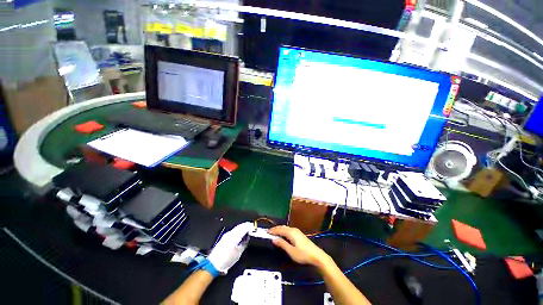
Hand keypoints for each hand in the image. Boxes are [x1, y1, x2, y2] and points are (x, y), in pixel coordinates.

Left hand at [207, 222, 253, 273]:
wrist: (213, 264)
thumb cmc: (226, 260)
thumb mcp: (238, 254)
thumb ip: (244, 244)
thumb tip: (247, 239)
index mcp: (234, 236)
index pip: (244, 228)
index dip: (249, 226)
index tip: (253, 226)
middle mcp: (230, 233)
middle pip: (240, 226)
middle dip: (246, 225)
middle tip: (251, 226)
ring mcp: (226, 235)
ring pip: (236, 228)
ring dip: (242, 227)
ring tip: (246, 229)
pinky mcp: (224, 238)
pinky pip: (233, 230)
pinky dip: (238, 230)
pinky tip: (239, 233)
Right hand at [269, 226, 330, 267]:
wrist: (316, 255)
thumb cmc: (303, 254)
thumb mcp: (291, 251)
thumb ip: (282, 244)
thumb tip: (274, 239)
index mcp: (291, 232)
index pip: (280, 229)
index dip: (273, 231)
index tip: (267, 232)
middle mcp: (294, 230)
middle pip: (283, 227)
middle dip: (276, 229)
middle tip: (269, 232)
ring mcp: (297, 231)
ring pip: (286, 228)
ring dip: (280, 230)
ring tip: (275, 233)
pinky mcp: (299, 234)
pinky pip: (289, 230)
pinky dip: (284, 231)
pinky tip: (283, 235)